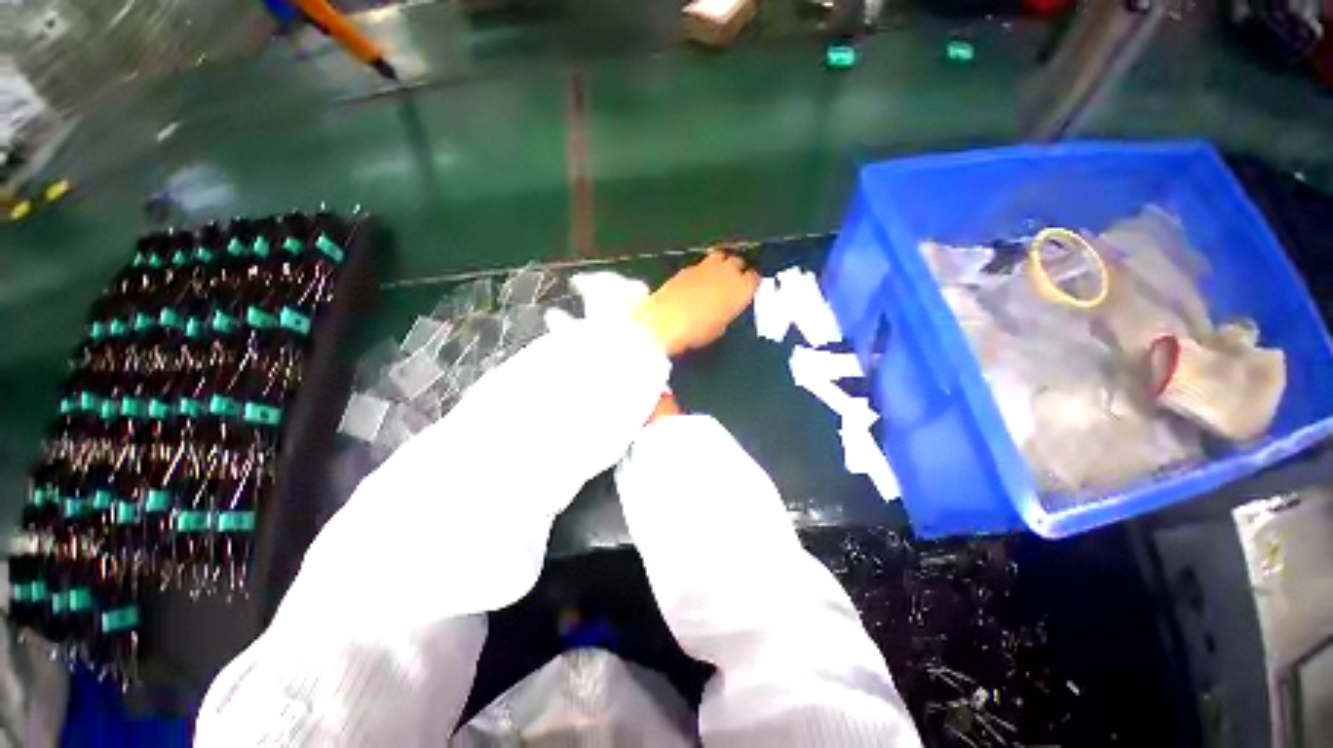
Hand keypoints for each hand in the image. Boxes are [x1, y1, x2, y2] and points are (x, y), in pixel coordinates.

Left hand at [634, 252, 759, 355]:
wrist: (665, 321)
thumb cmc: (696, 331)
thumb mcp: (719, 329)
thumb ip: (726, 315)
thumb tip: (723, 312)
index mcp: (741, 289)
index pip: (754, 279)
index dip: (751, 284)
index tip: (748, 289)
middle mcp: (727, 272)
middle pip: (738, 262)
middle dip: (736, 270)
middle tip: (732, 282)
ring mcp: (706, 267)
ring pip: (720, 257)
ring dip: (720, 265)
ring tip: (716, 278)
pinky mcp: (686, 267)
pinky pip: (701, 264)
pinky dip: (702, 271)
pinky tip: (696, 283)